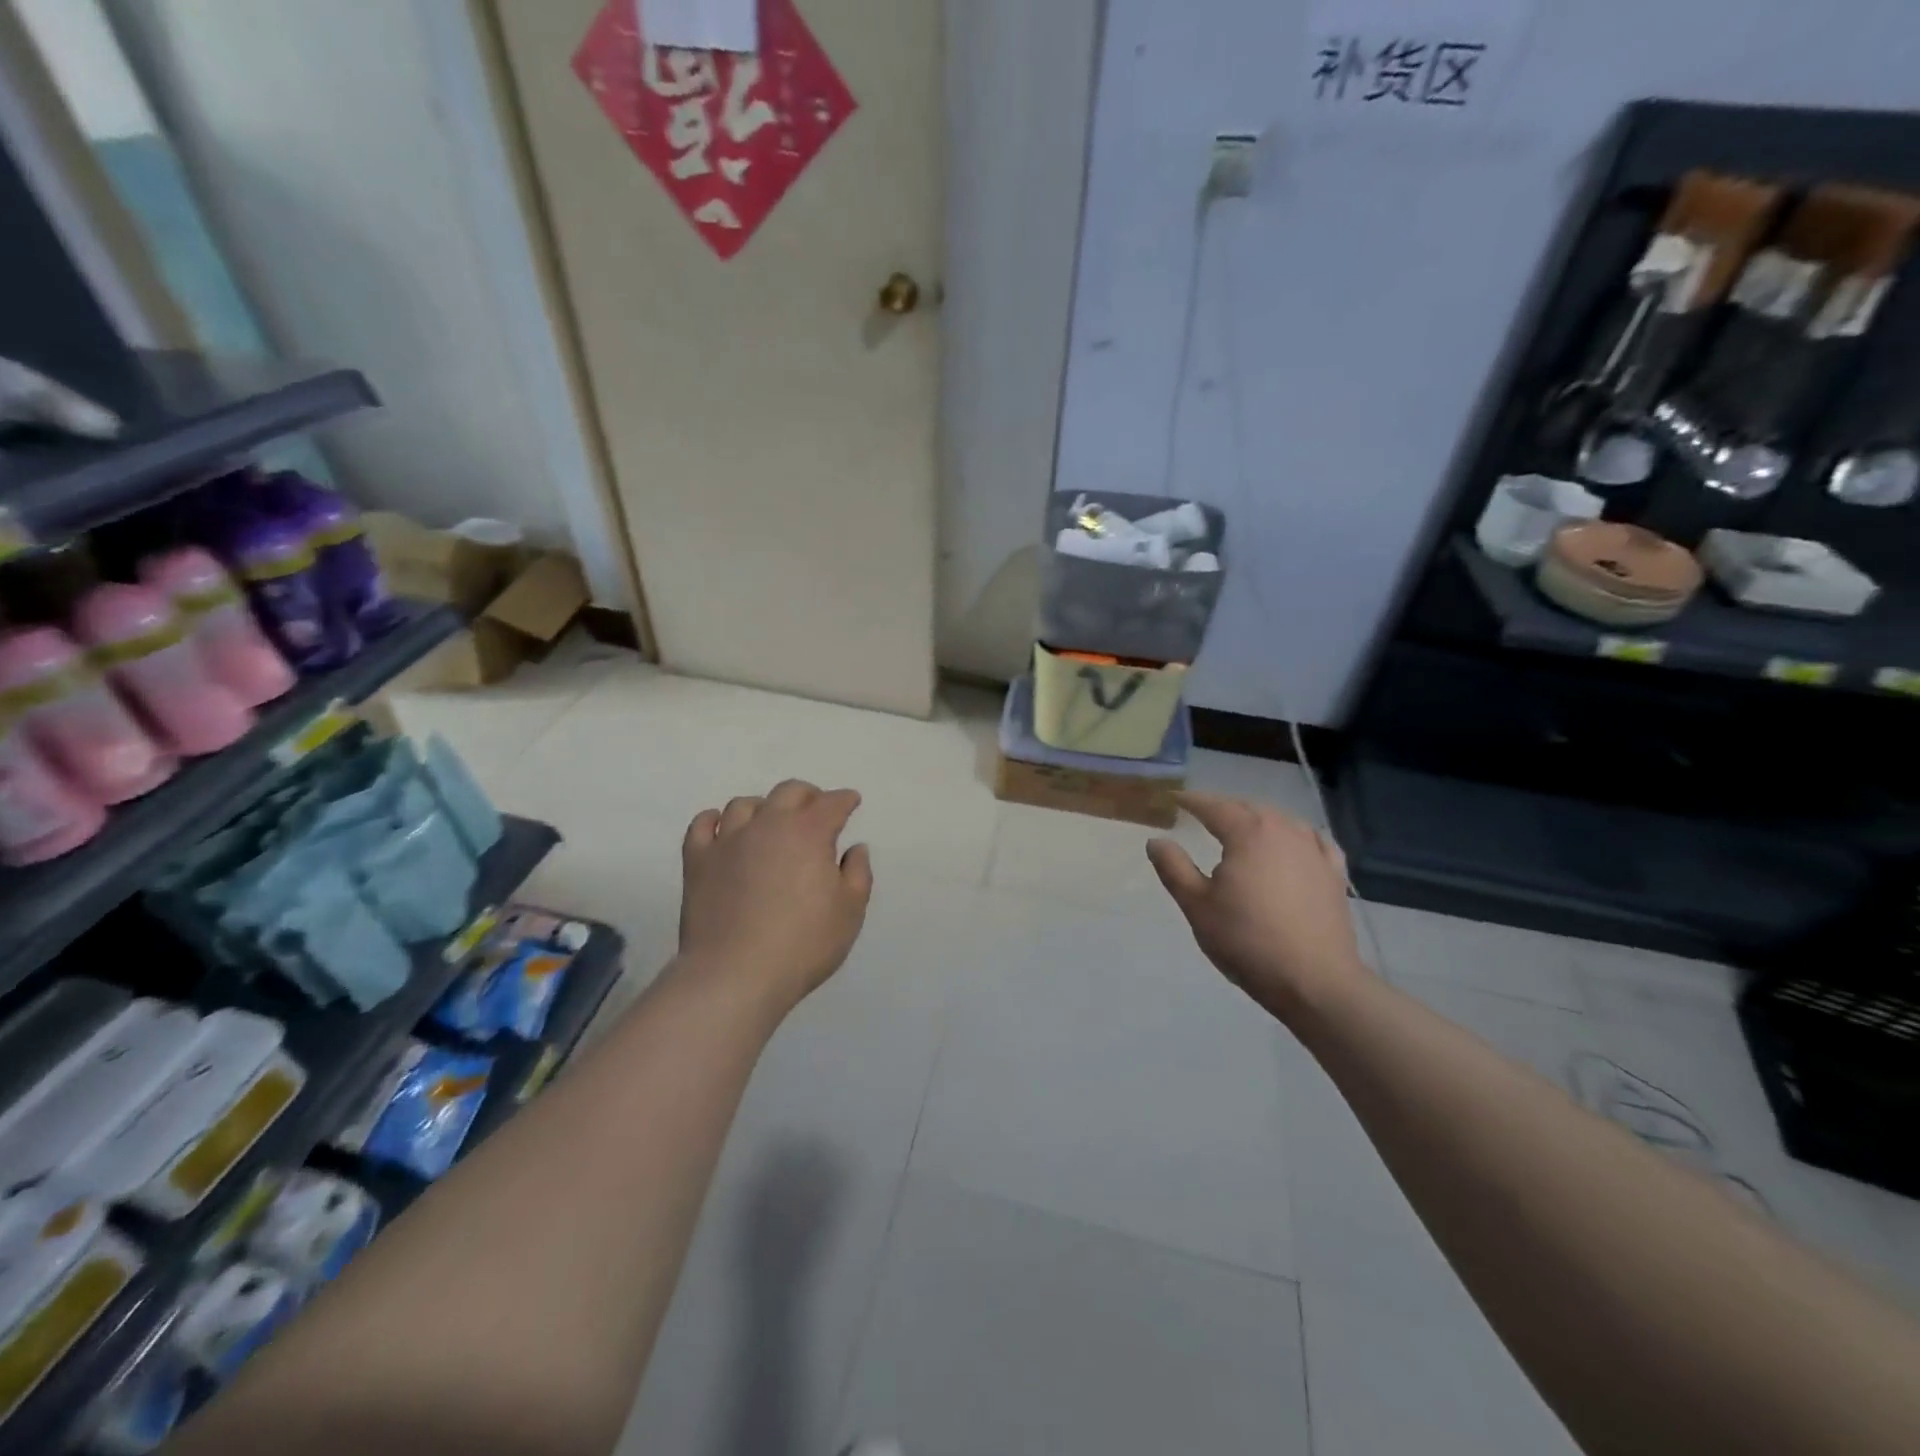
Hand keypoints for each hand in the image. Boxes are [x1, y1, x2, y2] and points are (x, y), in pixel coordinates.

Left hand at [677, 780, 873, 1016]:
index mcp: (809, 833)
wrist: (735, 975)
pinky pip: (702, 825)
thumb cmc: (803, 944)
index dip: (845, 800)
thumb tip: (854, 848)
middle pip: (788, 792)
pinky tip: (722, 827)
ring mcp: (728, 840)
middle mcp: (768, 825)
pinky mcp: (697, 861)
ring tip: (770, 822)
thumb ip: (857, 873)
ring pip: (744, 804)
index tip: (851, 801)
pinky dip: (714, 819)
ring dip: (763, 807)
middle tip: (816, 809)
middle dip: (808, 795)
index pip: (832, 803)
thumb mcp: (850, 912)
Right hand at [1146, 792, 1368, 1023]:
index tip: (1173, 799)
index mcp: (1248, 833)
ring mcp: (1314, 851)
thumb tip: (1156, 840)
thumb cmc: (1247, 940)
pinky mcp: (1334, 874)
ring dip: (1259, 819)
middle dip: (1225, 808)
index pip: (1214, 806)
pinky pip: (1313, 840)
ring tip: (1243, 829)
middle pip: (1250, 809)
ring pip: (1282, 821)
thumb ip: (1174, 867)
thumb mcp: (1197, 905)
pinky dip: (1296, 835)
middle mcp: (1284, 831)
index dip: (1192, 801)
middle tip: (1203, 814)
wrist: (1315, 981)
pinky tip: (1294, 844)